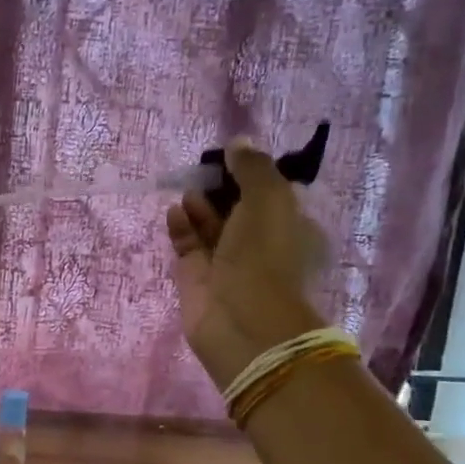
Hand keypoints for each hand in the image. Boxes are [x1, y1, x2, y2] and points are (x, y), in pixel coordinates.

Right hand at [165, 142, 328, 391]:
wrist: (242, 320)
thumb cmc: (264, 255)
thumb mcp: (269, 199)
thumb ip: (253, 167)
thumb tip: (237, 143)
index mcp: (289, 227)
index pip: (270, 193)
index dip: (250, 173)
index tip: (231, 155)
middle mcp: (259, 243)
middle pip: (237, 207)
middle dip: (220, 187)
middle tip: (202, 169)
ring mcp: (226, 262)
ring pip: (210, 225)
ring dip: (199, 204)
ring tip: (187, 189)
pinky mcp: (196, 276)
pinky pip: (187, 243)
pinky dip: (181, 225)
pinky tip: (175, 211)